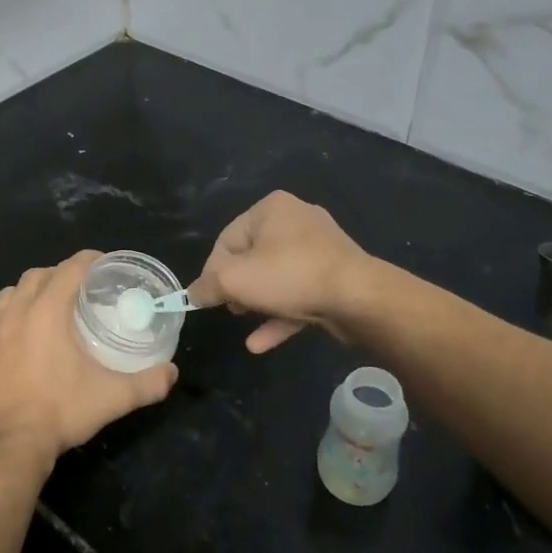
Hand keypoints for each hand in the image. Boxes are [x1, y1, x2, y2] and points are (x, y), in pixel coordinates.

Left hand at [0, 250, 178, 465]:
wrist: (8, 444)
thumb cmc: (61, 411)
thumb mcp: (113, 397)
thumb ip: (148, 383)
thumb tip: (172, 373)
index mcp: (48, 311)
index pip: (70, 268)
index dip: (90, 261)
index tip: (106, 265)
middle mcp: (17, 312)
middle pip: (38, 275)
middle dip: (60, 274)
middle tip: (83, 290)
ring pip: (12, 293)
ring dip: (33, 291)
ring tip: (52, 308)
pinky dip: (14, 315)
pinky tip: (28, 338)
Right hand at [187, 191, 371, 352]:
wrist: (359, 298)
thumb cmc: (289, 276)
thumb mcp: (234, 280)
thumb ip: (206, 286)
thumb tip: (192, 295)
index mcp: (271, 209)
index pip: (227, 239)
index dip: (212, 271)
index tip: (208, 298)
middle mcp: (296, 220)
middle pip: (252, 257)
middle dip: (238, 287)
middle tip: (231, 309)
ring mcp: (320, 249)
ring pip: (277, 277)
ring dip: (258, 303)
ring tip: (244, 323)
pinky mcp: (336, 277)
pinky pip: (299, 294)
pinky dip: (280, 314)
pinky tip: (260, 343)